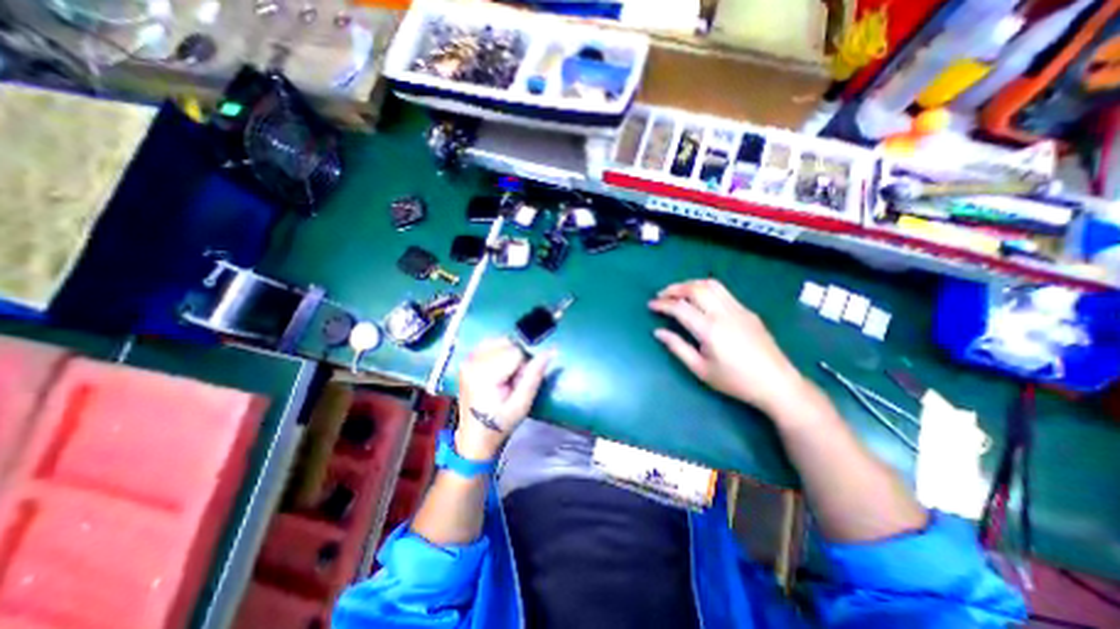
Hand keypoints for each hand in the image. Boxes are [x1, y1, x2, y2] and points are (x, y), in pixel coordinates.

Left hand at [455, 336, 548, 459]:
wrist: (474, 436)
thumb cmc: (499, 424)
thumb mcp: (522, 404)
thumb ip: (534, 375)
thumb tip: (551, 350)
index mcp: (484, 375)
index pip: (516, 352)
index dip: (524, 366)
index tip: (518, 383)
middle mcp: (473, 362)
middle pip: (507, 343)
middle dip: (516, 358)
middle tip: (512, 380)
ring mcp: (467, 360)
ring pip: (499, 340)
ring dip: (508, 352)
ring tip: (505, 374)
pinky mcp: (467, 360)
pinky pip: (489, 343)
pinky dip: (498, 350)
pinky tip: (498, 368)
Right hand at [647, 279, 805, 412]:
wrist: (777, 383)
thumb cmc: (735, 381)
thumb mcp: (700, 369)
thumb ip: (677, 347)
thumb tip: (658, 332)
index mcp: (709, 330)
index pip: (680, 308)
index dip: (662, 304)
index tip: (651, 305)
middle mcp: (723, 313)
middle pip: (695, 289)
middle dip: (674, 288)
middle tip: (661, 295)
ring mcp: (738, 309)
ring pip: (711, 284)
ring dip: (690, 284)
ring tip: (678, 292)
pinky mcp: (747, 311)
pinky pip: (723, 291)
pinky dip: (705, 288)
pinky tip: (700, 299)